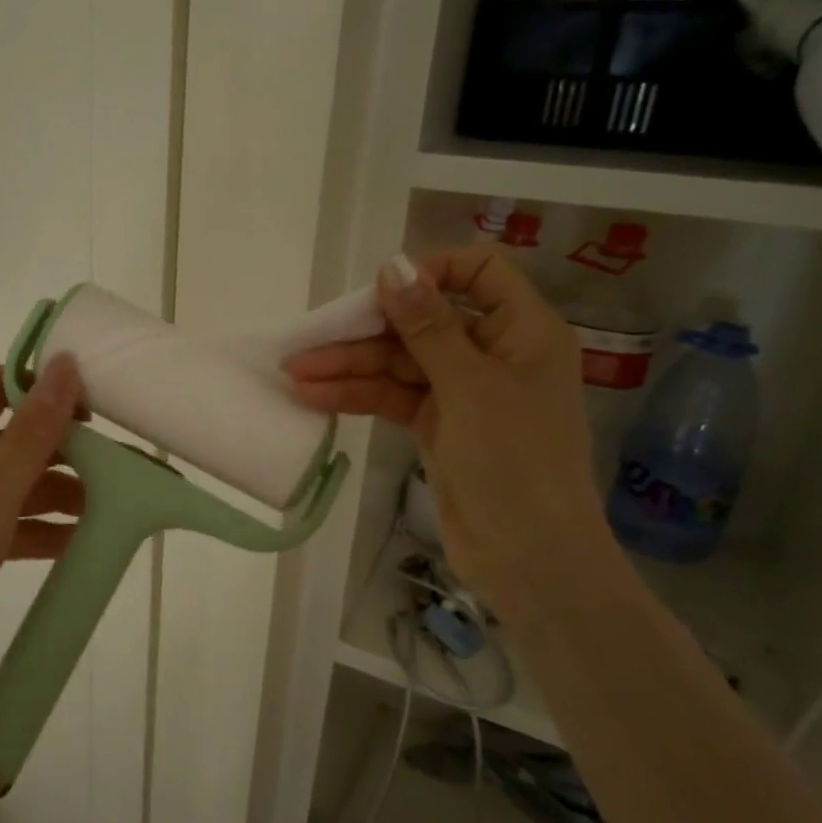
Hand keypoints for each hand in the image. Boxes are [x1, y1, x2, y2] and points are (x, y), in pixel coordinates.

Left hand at [0, 357, 83, 723]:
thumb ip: (33, 431)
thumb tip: (64, 363)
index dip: (40, 384)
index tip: (90, 405)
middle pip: (16, 434)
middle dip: (64, 445)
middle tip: (116, 462)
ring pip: (20, 482)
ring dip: (61, 490)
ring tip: (110, 505)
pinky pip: (14, 523)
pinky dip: (44, 528)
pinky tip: (80, 542)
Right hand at [284, 248, 614, 620]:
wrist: (527, 557)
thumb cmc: (514, 460)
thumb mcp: (469, 386)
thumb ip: (428, 325)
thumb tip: (394, 265)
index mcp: (522, 330)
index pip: (479, 271)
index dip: (431, 272)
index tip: (384, 290)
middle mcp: (493, 352)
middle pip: (424, 321)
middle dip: (366, 331)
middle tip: (309, 338)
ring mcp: (462, 391)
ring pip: (400, 363)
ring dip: (350, 367)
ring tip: (294, 372)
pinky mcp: (437, 424)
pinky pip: (393, 397)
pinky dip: (358, 396)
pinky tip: (314, 396)